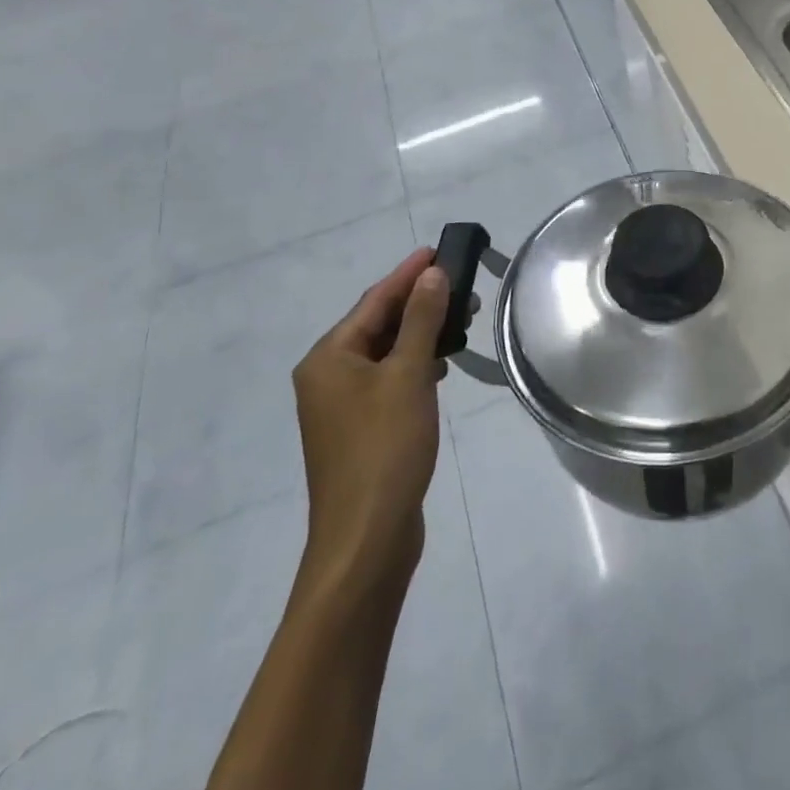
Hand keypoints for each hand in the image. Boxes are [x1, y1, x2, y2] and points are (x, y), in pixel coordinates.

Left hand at [292, 249, 449, 594]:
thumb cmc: (385, 448)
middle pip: (377, 324)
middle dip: (419, 303)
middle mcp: (327, 376)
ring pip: (385, 353)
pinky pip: (387, 380)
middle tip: (462, 287)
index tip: (438, 249)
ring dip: (420, 333)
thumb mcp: (408, 375)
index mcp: (329, 358)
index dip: (408, 273)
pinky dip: (413, 364)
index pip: (374, 300)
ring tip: (460, 320)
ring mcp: (341, 406)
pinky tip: (440, 365)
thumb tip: (431, 273)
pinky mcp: (359, 430)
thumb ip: (421, 320)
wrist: (366, 540)